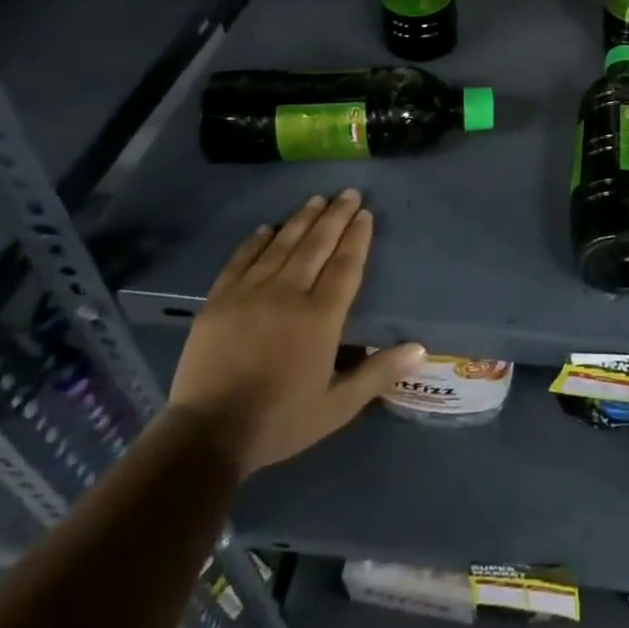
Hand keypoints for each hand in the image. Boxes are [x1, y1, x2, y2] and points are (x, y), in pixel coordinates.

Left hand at [166, 190, 422, 474]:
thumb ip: (378, 373)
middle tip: (347, 192)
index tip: (365, 213)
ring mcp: (249, 294)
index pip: (346, 265)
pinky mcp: (218, 301)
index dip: (357, 237)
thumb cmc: (280, 420)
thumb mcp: (337, 406)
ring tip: (316, 200)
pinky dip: (255, 242)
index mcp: (320, 317)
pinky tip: (267, 228)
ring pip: (281, 246)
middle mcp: (288, 295)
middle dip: (334, 216)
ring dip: (301, 220)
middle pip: (316, 246)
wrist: (207, 435)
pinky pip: (240, 261)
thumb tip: (421, 348)